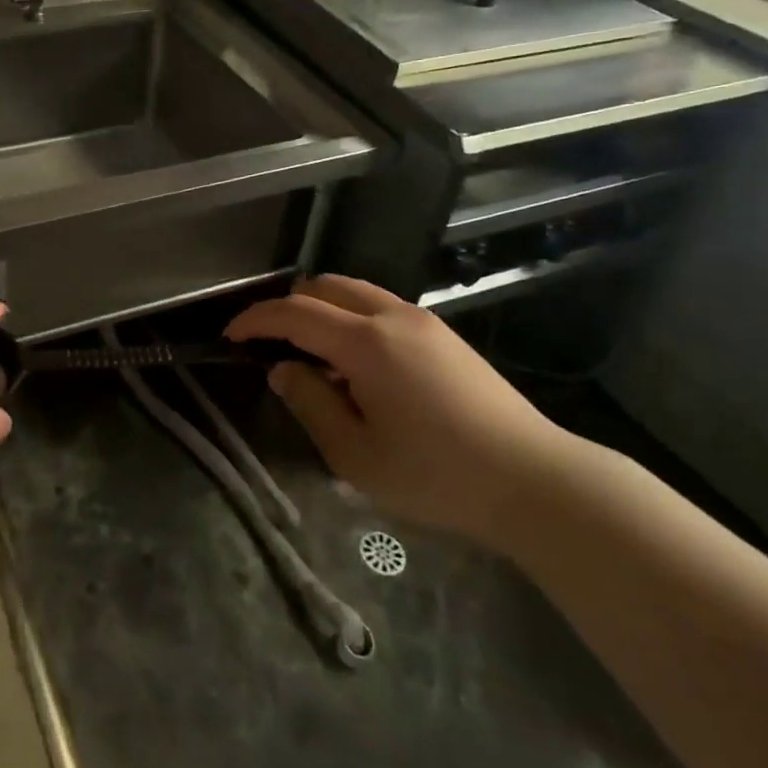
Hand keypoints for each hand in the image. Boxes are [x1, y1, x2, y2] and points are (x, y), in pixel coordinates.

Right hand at [226, 275, 574, 546]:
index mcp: (365, 342)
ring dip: (321, 307)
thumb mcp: (357, 455)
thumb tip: (284, 370)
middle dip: (287, 306)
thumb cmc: (437, 475)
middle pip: (323, 286)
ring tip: (310, 350)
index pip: (294, 313)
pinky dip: (351, 316)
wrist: (536, 481)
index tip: (231, 336)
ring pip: (354, 291)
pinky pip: (380, 305)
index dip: (255, 319)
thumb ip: (311, 404)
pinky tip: (355, 360)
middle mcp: (391, 315)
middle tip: (268, 341)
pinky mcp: (443, 333)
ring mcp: (422, 320)